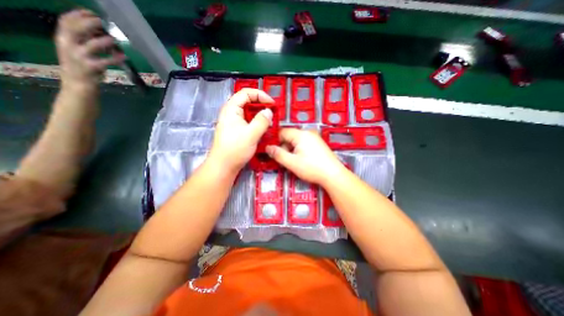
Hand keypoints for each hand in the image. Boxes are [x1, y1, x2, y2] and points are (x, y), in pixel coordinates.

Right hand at [54, 10, 124, 88]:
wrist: (77, 84)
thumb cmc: (80, 66)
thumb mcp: (76, 50)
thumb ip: (84, 40)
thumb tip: (99, 32)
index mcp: (62, 39)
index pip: (65, 21)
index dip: (77, 15)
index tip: (91, 12)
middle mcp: (67, 45)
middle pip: (75, 29)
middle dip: (88, 23)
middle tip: (101, 21)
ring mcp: (79, 57)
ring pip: (91, 45)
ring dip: (103, 41)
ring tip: (113, 39)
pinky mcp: (92, 68)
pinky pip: (105, 62)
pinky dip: (115, 59)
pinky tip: (124, 56)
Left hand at [209, 88, 275, 172]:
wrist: (223, 166)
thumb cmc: (235, 149)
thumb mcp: (251, 134)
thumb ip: (262, 121)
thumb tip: (269, 111)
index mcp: (231, 109)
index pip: (246, 93)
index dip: (260, 95)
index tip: (271, 104)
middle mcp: (231, 113)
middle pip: (248, 102)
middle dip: (261, 105)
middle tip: (272, 113)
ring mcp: (233, 122)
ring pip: (249, 113)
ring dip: (260, 115)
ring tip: (270, 122)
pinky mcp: (236, 130)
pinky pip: (249, 121)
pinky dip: (257, 123)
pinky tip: (263, 129)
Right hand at [266, 128, 347, 184]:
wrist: (333, 174)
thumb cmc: (312, 168)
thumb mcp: (292, 163)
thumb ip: (278, 154)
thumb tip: (267, 147)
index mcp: (300, 134)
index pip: (282, 132)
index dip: (276, 141)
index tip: (274, 152)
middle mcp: (308, 133)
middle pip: (289, 137)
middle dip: (284, 147)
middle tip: (285, 160)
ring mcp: (314, 138)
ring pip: (296, 141)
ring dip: (291, 150)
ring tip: (294, 162)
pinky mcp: (318, 144)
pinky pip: (303, 144)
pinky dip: (299, 151)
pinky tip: (302, 160)